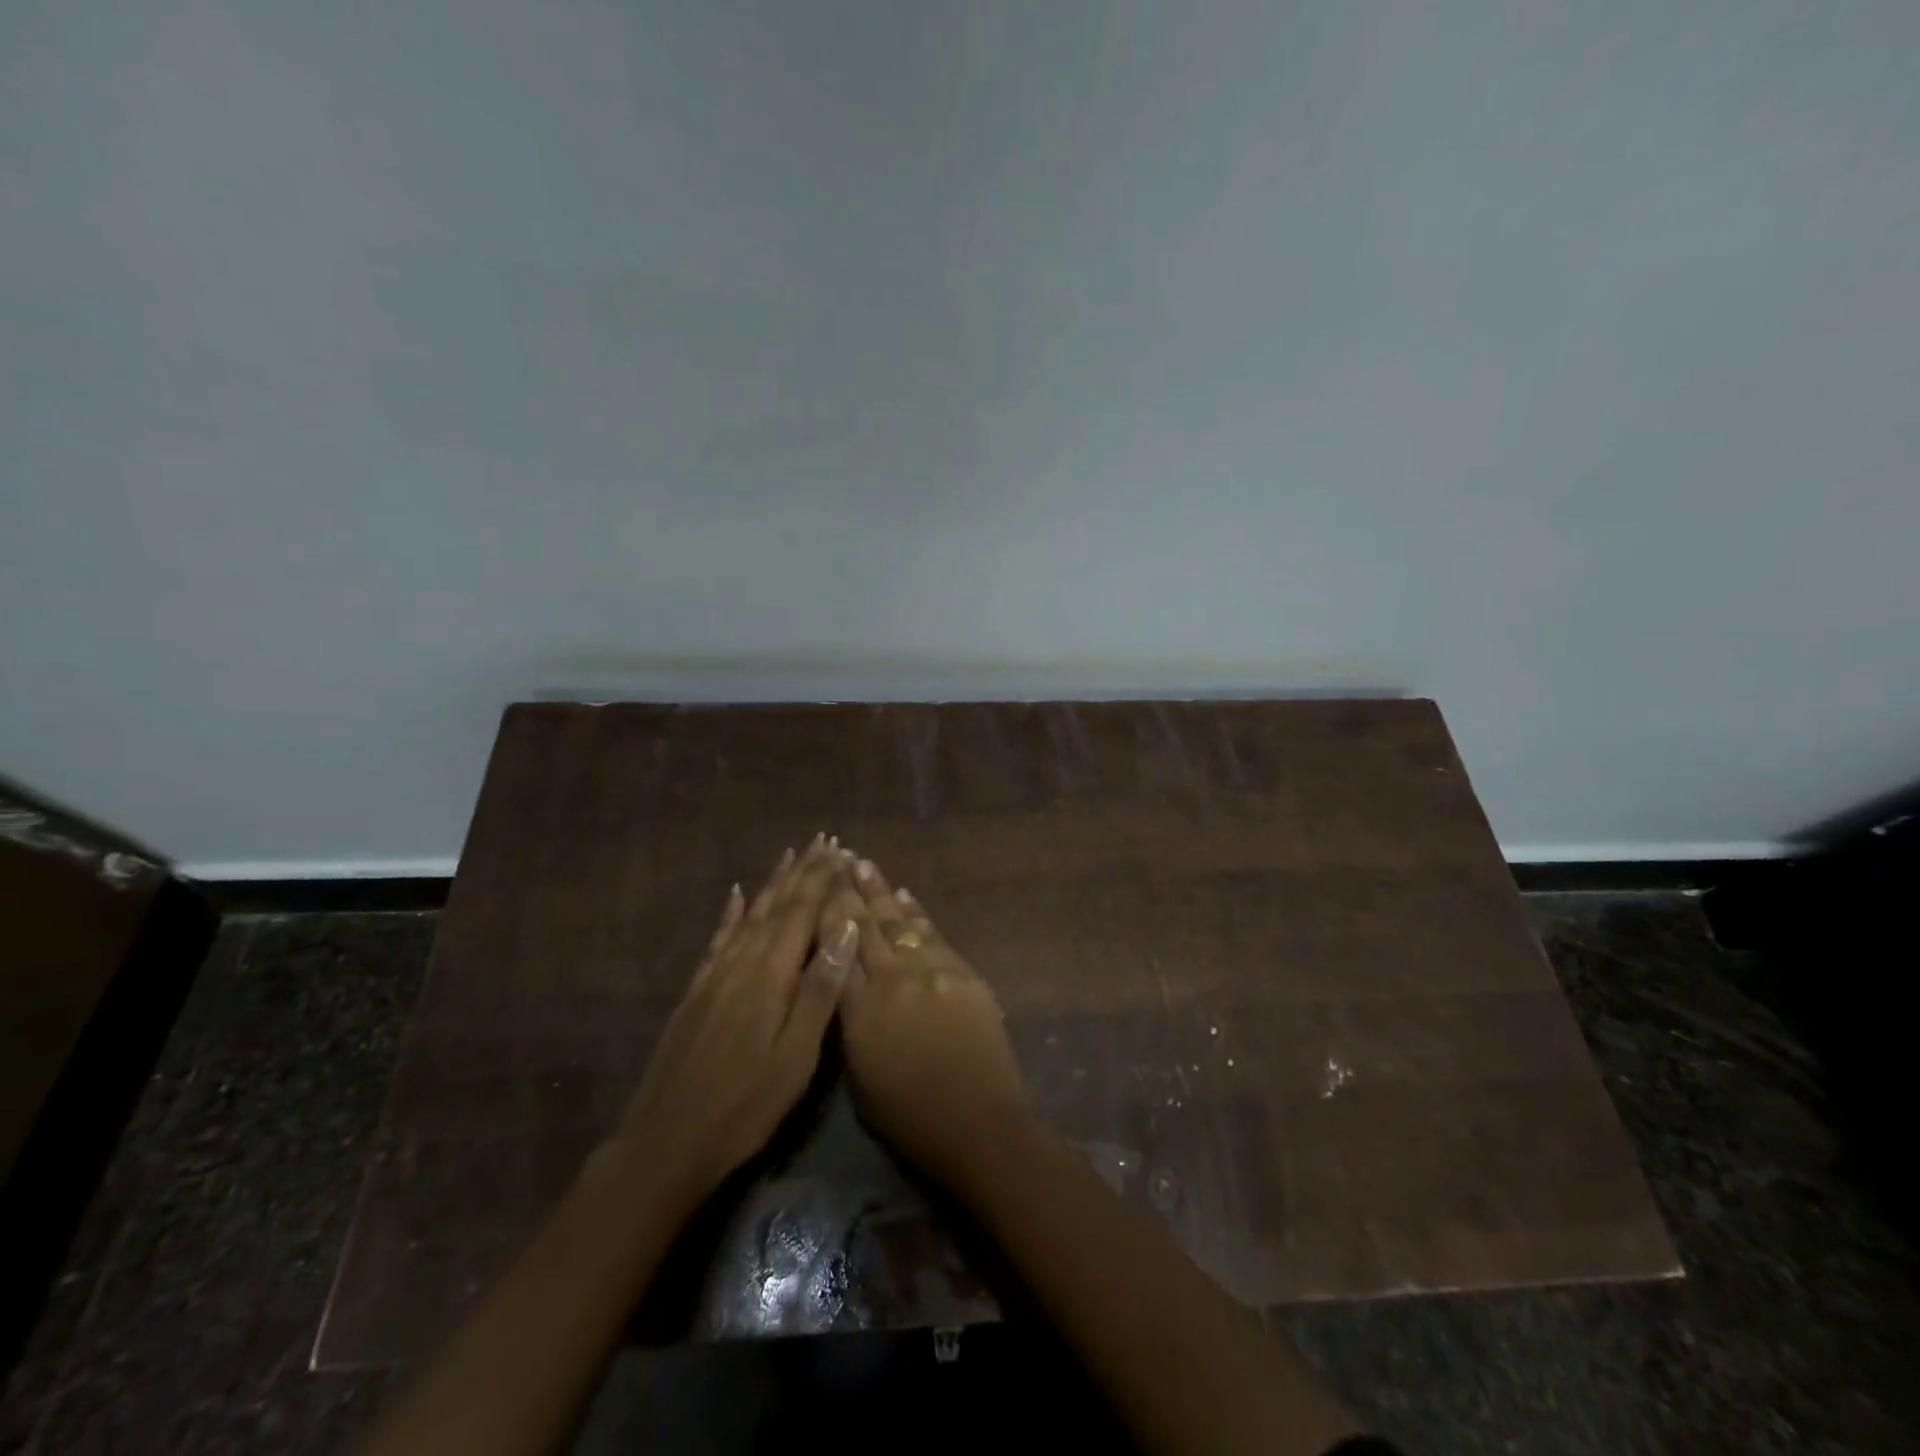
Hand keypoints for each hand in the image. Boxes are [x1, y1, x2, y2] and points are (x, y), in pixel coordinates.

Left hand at [618, 837, 859, 1205]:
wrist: (666, 1144)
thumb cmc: (745, 1106)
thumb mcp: (795, 1056)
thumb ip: (820, 989)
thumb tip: (846, 928)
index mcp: (770, 976)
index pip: (803, 913)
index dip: (823, 880)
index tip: (842, 851)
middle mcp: (742, 963)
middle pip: (777, 906)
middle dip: (803, 872)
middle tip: (823, 841)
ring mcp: (715, 976)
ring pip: (750, 916)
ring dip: (773, 884)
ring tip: (790, 856)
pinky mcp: (697, 993)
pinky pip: (718, 940)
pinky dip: (731, 914)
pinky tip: (736, 897)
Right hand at [820, 857, 1031, 1186]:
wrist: (979, 1123)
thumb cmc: (909, 1116)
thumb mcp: (859, 1075)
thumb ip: (848, 1020)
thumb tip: (844, 980)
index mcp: (860, 1010)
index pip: (835, 949)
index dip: (824, 914)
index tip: (815, 885)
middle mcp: (893, 980)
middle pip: (865, 926)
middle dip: (849, 891)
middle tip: (837, 858)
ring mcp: (931, 971)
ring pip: (899, 922)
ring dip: (880, 892)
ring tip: (864, 865)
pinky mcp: (962, 972)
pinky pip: (932, 934)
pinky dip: (916, 913)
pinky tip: (904, 896)